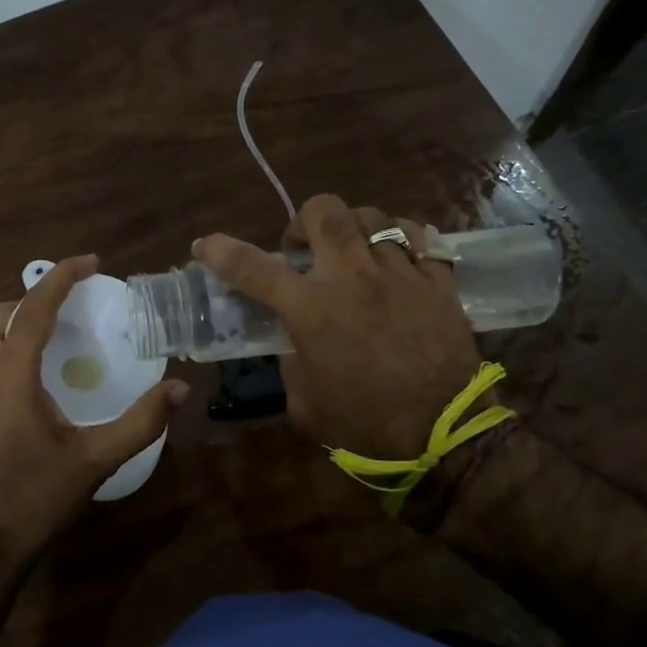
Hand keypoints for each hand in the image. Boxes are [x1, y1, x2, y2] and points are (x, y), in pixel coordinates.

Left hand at [0, 255, 188, 558]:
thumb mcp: (93, 460)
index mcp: (10, 374)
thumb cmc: (34, 498)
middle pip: (2, 314)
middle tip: (74, 304)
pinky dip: (9, 349)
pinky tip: (37, 380)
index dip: (62, 277)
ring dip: (20, 324)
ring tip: (59, 336)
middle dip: (36, 298)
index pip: (34, 307)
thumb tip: (179, 389)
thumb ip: (139, 422)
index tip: (91, 262)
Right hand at [195, 195, 481, 458]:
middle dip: (303, 220)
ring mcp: (399, 274)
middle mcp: (351, 278)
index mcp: (310, 309)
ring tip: (353, 253)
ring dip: (353, 229)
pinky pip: (421, 239)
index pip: (251, 267)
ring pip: (373, 217)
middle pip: (324, 212)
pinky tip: (398, 258)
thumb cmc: (363, 424)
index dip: (220, 251)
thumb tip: (295, 345)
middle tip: (302, 248)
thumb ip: (292, 363)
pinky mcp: (438, 282)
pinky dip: (403, 240)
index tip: (204, 245)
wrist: (442, 434)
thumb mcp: (305, 403)